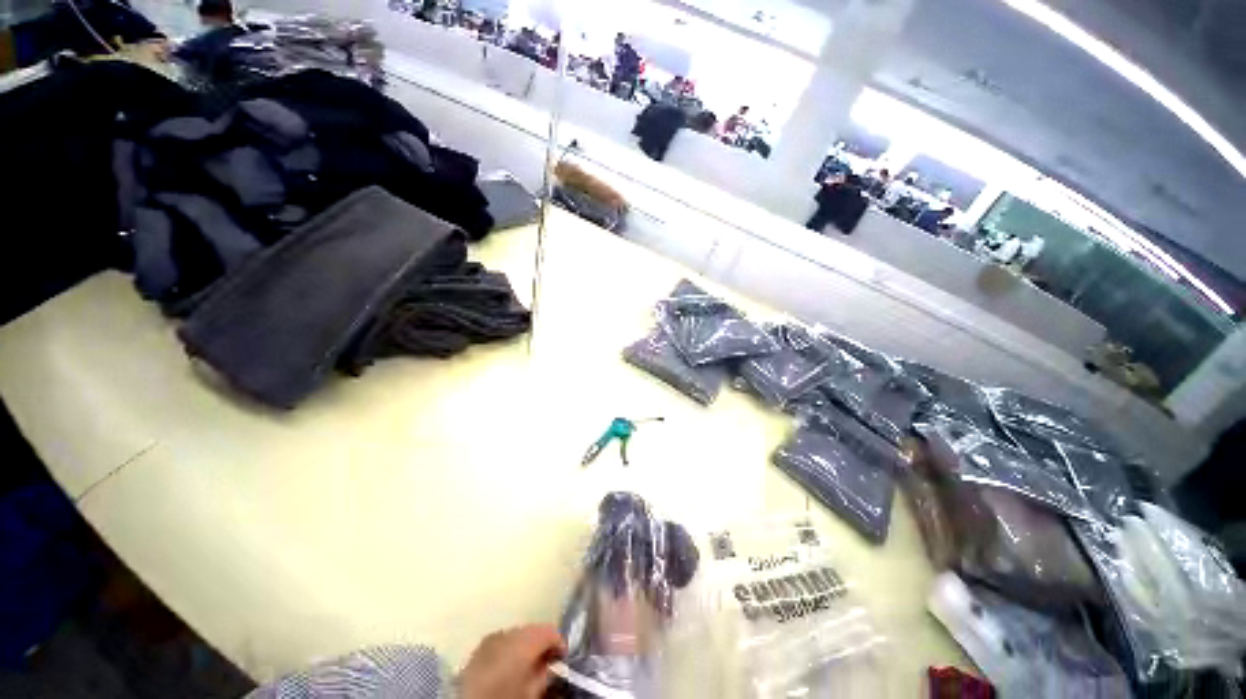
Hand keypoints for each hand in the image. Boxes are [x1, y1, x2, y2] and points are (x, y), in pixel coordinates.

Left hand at [459, 625, 565, 698]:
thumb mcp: (531, 692)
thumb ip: (544, 674)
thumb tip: (551, 664)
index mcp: (523, 640)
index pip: (549, 630)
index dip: (559, 642)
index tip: (564, 656)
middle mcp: (506, 632)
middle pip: (531, 630)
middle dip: (541, 642)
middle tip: (549, 661)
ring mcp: (489, 638)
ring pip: (515, 634)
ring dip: (524, 645)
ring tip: (529, 664)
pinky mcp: (476, 650)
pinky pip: (499, 642)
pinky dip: (508, 649)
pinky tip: (509, 666)